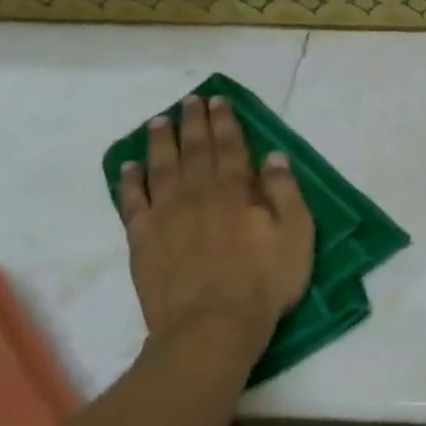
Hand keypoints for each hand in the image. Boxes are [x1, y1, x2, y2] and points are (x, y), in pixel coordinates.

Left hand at [116, 95, 314, 366]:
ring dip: (160, 142)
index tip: (218, 100)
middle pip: (194, 149)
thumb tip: (274, 157)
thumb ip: (285, 192)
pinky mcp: (143, 239)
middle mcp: (196, 192)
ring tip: (158, 123)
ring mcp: (165, 215)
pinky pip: (132, 201)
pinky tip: (128, 167)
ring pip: (160, 168)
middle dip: (193, 122)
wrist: (211, 325)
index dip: (225, 121)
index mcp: (234, 189)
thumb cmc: (264, 280)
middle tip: (190, 101)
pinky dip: (129, 181)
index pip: (230, 145)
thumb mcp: (296, 234)